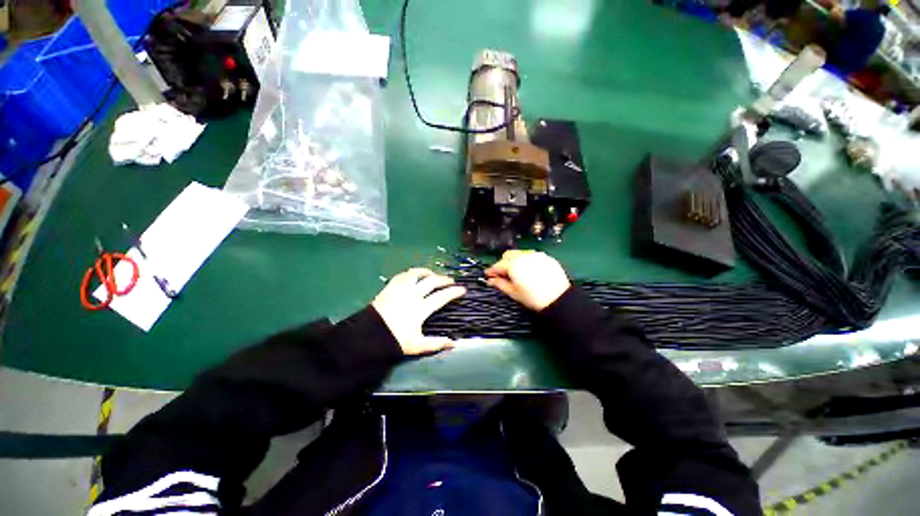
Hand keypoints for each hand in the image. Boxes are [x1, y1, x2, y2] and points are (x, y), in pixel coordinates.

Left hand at [372, 268, 465, 354]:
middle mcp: (412, 295)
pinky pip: (403, 275)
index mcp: (420, 309)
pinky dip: (411, 273)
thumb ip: (436, 344)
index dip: (453, 292)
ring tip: (432, 274)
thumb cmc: (394, 340)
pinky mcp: (390, 287)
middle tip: (450, 280)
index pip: (441, 297)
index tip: (462, 289)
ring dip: (427, 272)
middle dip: (443, 279)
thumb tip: (453, 343)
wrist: (369, 336)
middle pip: (431, 282)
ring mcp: (400, 289)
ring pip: (416, 274)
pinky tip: (414, 275)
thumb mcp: (417, 345)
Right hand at [485, 250, 570, 311]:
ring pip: (520, 254)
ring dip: (515, 261)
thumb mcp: (513, 293)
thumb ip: (500, 284)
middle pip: (507, 255)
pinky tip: (529, 271)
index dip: (491, 271)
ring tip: (517, 274)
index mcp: (513, 265)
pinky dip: (527, 261)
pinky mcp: (546, 257)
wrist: (559, 299)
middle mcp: (524, 256)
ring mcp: (536, 255)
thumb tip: (491, 281)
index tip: (489, 276)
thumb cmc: (534, 298)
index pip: (497, 265)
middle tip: (503, 275)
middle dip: (503, 263)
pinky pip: (532, 256)